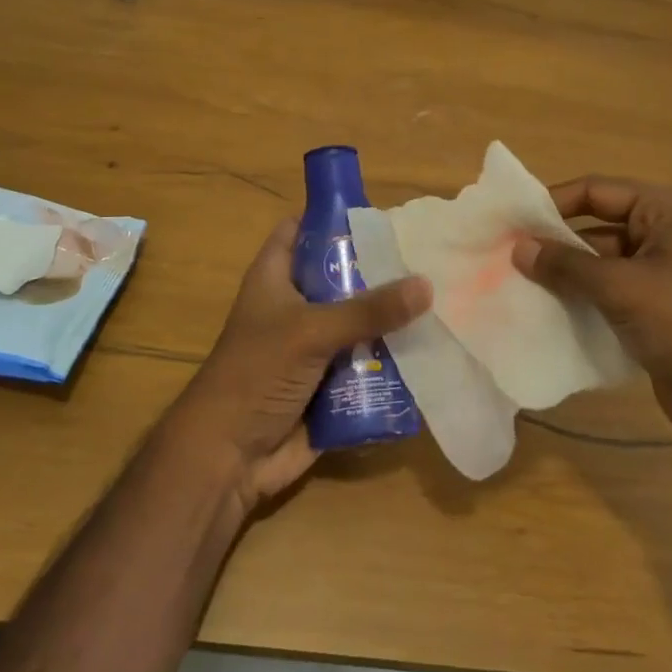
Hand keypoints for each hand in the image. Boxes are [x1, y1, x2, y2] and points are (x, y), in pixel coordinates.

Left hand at [168, 218, 431, 513]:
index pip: (300, 229)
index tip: (380, 213)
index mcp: (275, 279)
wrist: (229, 458)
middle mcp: (296, 307)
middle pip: (340, 276)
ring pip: (359, 321)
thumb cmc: (256, 375)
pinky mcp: (331, 383)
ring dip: (391, 319)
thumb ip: (367, 310)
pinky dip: (392, 359)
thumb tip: (426, 285)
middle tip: (427, 258)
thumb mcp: (310, 332)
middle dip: (379, 270)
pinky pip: (367, 363)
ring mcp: (313, 347)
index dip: (332, 216)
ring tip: (442, 299)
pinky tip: (432, 348)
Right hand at [511, 176, 671, 461]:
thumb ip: (567, 266)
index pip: (596, 192)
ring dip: (565, 280)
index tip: (507, 223)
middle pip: (597, 229)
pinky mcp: (661, 316)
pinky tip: (546, 319)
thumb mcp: (624, 288)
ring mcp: (666, 278)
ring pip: (601, 267)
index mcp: (669, 211)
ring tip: (515, 291)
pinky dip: (582, 306)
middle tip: (503, 261)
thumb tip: (517, 248)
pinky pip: (611, 299)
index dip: (551, 204)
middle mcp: (667, 236)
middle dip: (554, 246)